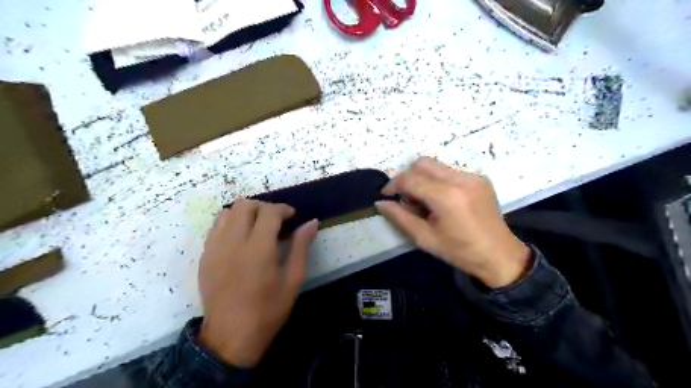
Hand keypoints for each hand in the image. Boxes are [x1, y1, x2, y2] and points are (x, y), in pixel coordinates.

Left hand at [197, 201, 317, 365]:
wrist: (230, 337)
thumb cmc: (268, 310)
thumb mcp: (293, 280)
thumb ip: (301, 246)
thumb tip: (312, 222)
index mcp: (258, 250)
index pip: (269, 212)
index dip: (283, 209)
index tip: (292, 217)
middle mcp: (233, 243)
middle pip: (245, 205)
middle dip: (264, 207)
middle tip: (276, 221)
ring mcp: (214, 248)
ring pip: (227, 212)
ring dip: (246, 212)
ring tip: (258, 226)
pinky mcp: (204, 256)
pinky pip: (215, 226)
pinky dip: (231, 222)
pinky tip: (241, 238)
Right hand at [375, 156, 529, 287]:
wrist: (499, 255)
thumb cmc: (459, 251)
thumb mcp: (424, 238)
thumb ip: (399, 217)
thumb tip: (381, 203)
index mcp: (447, 197)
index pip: (411, 179)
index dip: (394, 185)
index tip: (387, 196)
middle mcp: (461, 179)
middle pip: (422, 163)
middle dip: (408, 177)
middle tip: (406, 198)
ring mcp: (473, 176)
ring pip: (436, 165)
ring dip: (423, 178)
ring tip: (424, 201)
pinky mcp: (480, 178)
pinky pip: (449, 171)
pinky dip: (438, 181)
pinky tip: (441, 200)